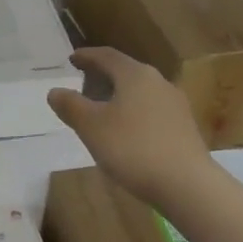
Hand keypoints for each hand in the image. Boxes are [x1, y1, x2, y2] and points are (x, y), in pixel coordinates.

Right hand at [47, 47, 213, 204]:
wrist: (187, 185)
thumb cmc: (133, 148)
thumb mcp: (91, 127)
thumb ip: (71, 106)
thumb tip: (55, 91)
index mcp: (135, 75)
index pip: (107, 56)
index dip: (86, 56)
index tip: (71, 59)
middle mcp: (158, 82)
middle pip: (126, 72)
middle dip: (103, 76)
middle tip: (84, 84)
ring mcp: (175, 105)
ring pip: (140, 92)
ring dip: (120, 96)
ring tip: (102, 110)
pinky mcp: (185, 127)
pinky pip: (152, 111)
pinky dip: (134, 113)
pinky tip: (126, 132)